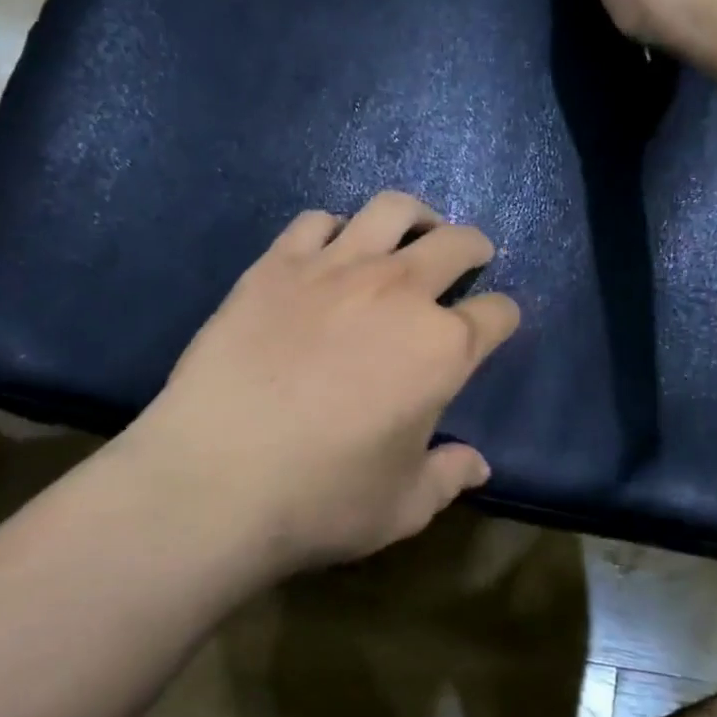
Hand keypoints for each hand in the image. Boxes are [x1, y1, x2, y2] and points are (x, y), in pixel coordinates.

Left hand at [119, 192, 520, 574]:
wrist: (214, 480)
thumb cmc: (321, 499)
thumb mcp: (403, 506)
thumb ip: (448, 477)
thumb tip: (479, 466)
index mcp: (442, 348)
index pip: (497, 314)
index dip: (502, 318)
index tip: (495, 324)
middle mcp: (399, 292)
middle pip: (456, 243)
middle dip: (474, 247)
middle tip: (471, 255)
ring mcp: (335, 269)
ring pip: (391, 211)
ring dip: (414, 216)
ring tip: (412, 229)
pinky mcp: (277, 265)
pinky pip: (316, 221)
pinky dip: (335, 228)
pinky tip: (331, 249)